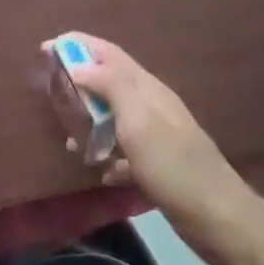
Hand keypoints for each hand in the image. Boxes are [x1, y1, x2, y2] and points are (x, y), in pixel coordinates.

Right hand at [56, 33, 259, 264]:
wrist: (219, 218)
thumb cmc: (174, 166)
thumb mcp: (140, 122)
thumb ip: (112, 88)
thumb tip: (80, 65)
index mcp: (147, 90)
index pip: (108, 54)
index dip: (77, 45)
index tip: (45, 48)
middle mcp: (151, 106)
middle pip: (109, 82)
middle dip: (79, 81)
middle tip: (50, 91)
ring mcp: (156, 137)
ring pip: (114, 118)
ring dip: (90, 122)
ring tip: (68, 138)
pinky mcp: (157, 166)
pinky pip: (123, 153)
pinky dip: (107, 156)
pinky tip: (99, 172)